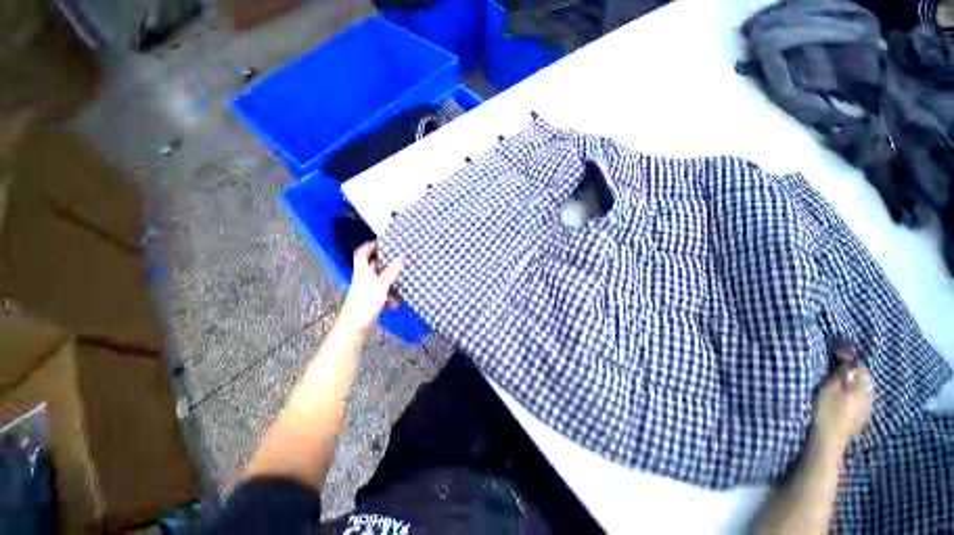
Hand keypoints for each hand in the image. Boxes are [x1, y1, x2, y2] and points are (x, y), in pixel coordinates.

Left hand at [337, 242, 404, 334]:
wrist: (355, 328)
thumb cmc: (364, 305)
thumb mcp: (381, 285)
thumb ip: (391, 272)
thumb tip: (401, 258)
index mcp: (362, 271)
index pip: (362, 253)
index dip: (370, 245)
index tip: (382, 242)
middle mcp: (363, 278)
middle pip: (374, 265)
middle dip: (386, 263)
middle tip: (398, 260)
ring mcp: (367, 290)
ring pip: (381, 280)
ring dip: (391, 282)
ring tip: (401, 283)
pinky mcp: (371, 301)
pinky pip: (384, 293)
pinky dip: (391, 296)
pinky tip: (395, 303)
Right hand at [811, 350, 873, 453]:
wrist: (829, 440)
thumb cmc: (827, 411)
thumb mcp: (830, 389)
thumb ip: (841, 374)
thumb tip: (848, 361)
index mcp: (863, 389)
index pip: (861, 367)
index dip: (850, 358)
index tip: (836, 353)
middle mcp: (869, 397)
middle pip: (865, 379)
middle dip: (855, 370)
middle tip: (839, 364)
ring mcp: (867, 410)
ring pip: (864, 390)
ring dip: (855, 382)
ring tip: (841, 379)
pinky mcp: (861, 418)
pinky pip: (862, 399)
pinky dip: (854, 393)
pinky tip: (846, 396)